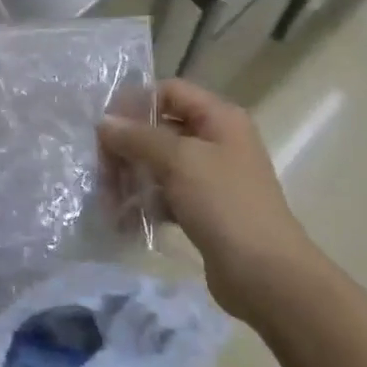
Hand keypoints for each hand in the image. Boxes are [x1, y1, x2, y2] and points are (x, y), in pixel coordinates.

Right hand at [99, 80, 313, 316]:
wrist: (265, 274)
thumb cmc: (225, 204)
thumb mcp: (179, 161)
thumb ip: (138, 137)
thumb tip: (104, 123)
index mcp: (219, 118)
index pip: (169, 92)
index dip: (135, 104)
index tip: (104, 128)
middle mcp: (216, 141)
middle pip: (160, 129)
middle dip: (127, 147)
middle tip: (101, 171)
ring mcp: (210, 177)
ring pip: (159, 164)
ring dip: (131, 177)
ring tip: (108, 201)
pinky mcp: (203, 209)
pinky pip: (165, 194)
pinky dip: (145, 202)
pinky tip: (124, 220)